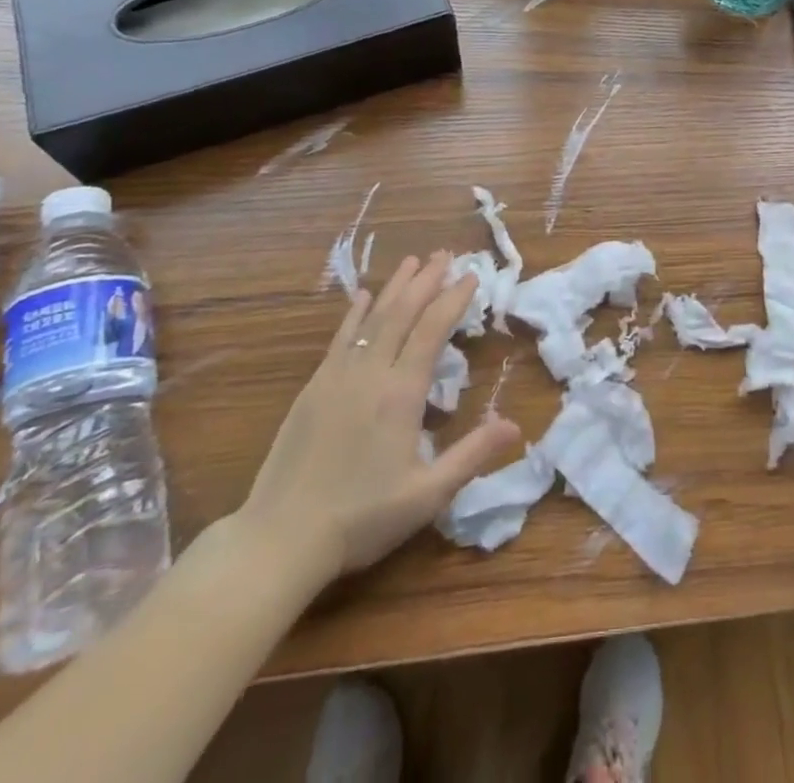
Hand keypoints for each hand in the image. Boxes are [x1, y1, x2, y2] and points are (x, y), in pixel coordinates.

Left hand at [233, 252, 519, 593]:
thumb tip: (515, 424)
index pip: (432, 330)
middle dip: (426, 280)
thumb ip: (472, 455)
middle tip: (445, 254)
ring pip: (371, 319)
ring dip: (394, 287)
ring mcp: (337, 378)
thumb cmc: (361, 518)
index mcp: (401, 394)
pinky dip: (355, 314)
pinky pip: (340, 339)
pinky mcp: (312, 389)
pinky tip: (362, 298)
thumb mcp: (427, 495)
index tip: (471, 276)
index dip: (453, 299)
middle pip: (402, 313)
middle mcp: (370, 374)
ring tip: (412, 261)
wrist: (279, 539)